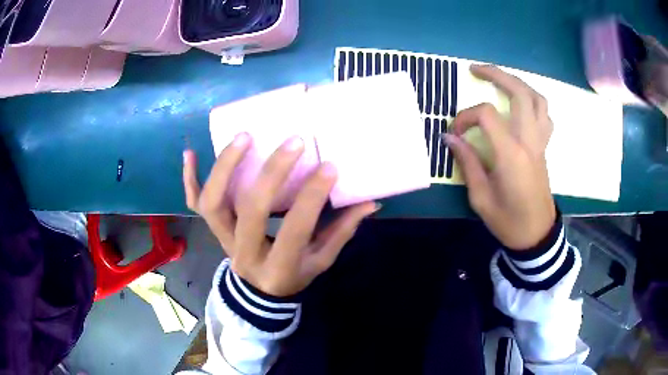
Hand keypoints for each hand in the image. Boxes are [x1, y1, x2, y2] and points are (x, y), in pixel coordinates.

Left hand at [183, 134, 377, 296]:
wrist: (258, 291)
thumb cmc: (293, 275)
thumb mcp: (321, 261)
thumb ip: (342, 230)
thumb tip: (371, 202)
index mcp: (280, 266)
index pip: (295, 229)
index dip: (312, 197)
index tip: (329, 166)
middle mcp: (245, 253)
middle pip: (250, 210)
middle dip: (272, 173)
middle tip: (292, 142)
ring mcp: (222, 239)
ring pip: (213, 203)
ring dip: (225, 167)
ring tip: (244, 136)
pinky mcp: (212, 229)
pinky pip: (194, 203)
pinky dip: (188, 178)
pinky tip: (190, 152)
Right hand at [443, 65, 555, 249]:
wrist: (536, 234)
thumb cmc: (508, 220)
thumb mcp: (480, 198)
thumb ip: (467, 163)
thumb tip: (450, 138)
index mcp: (512, 154)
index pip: (487, 115)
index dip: (466, 117)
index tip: (454, 134)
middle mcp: (529, 141)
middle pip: (520, 93)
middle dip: (497, 75)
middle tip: (476, 69)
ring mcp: (540, 142)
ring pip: (537, 99)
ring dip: (518, 83)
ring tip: (501, 81)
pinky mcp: (544, 147)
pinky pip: (544, 115)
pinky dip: (533, 102)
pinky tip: (522, 105)